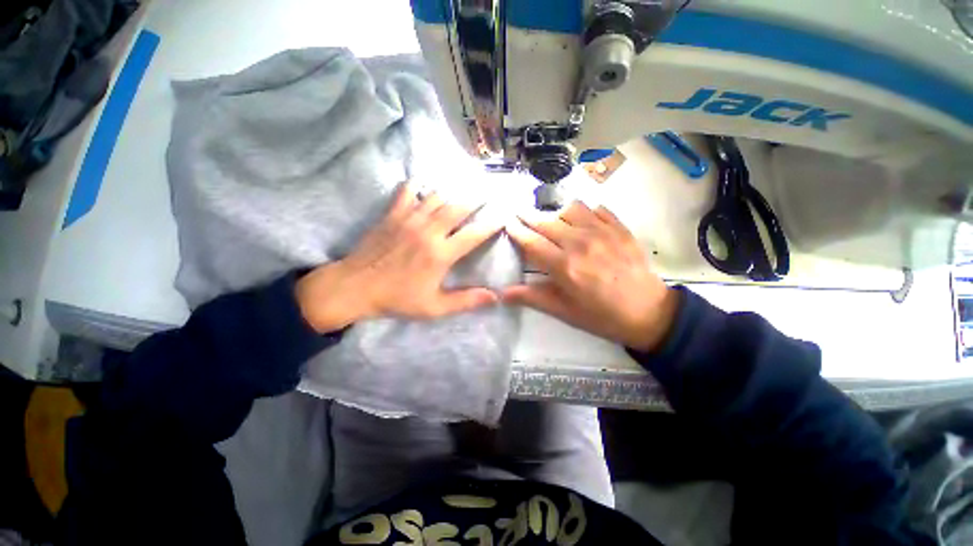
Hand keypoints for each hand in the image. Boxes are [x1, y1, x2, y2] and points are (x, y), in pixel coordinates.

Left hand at [297, 182, 503, 332]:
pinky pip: (408, 191)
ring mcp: (409, 219)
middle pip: (458, 207)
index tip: (504, 215)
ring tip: (464, 186)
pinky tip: (425, 185)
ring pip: (437, 196)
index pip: (474, 234)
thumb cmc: (397, 298)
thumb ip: (466, 301)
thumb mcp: (434, 307)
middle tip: (488, 191)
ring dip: (453, 191)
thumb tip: (495, 297)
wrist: (355, 287)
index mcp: (441, 254)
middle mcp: (429, 231)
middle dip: (476, 198)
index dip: (491, 224)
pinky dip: (419, 185)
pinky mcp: (392, 214)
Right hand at [503, 201, 679, 351]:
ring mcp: (602, 232)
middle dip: (529, 216)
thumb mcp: (564, 311)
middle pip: (546, 221)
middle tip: (520, 214)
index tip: (507, 222)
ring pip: (570, 208)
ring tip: (552, 221)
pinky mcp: (620, 228)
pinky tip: (581, 221)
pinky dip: (584, 211)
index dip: (516, 230)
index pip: (532, 241)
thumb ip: (532, 298)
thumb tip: (502, 293)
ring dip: (556, 213)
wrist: (649, 313)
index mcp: (564, 266)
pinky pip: (596, 209)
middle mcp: (580, 243)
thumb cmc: (601, 316)